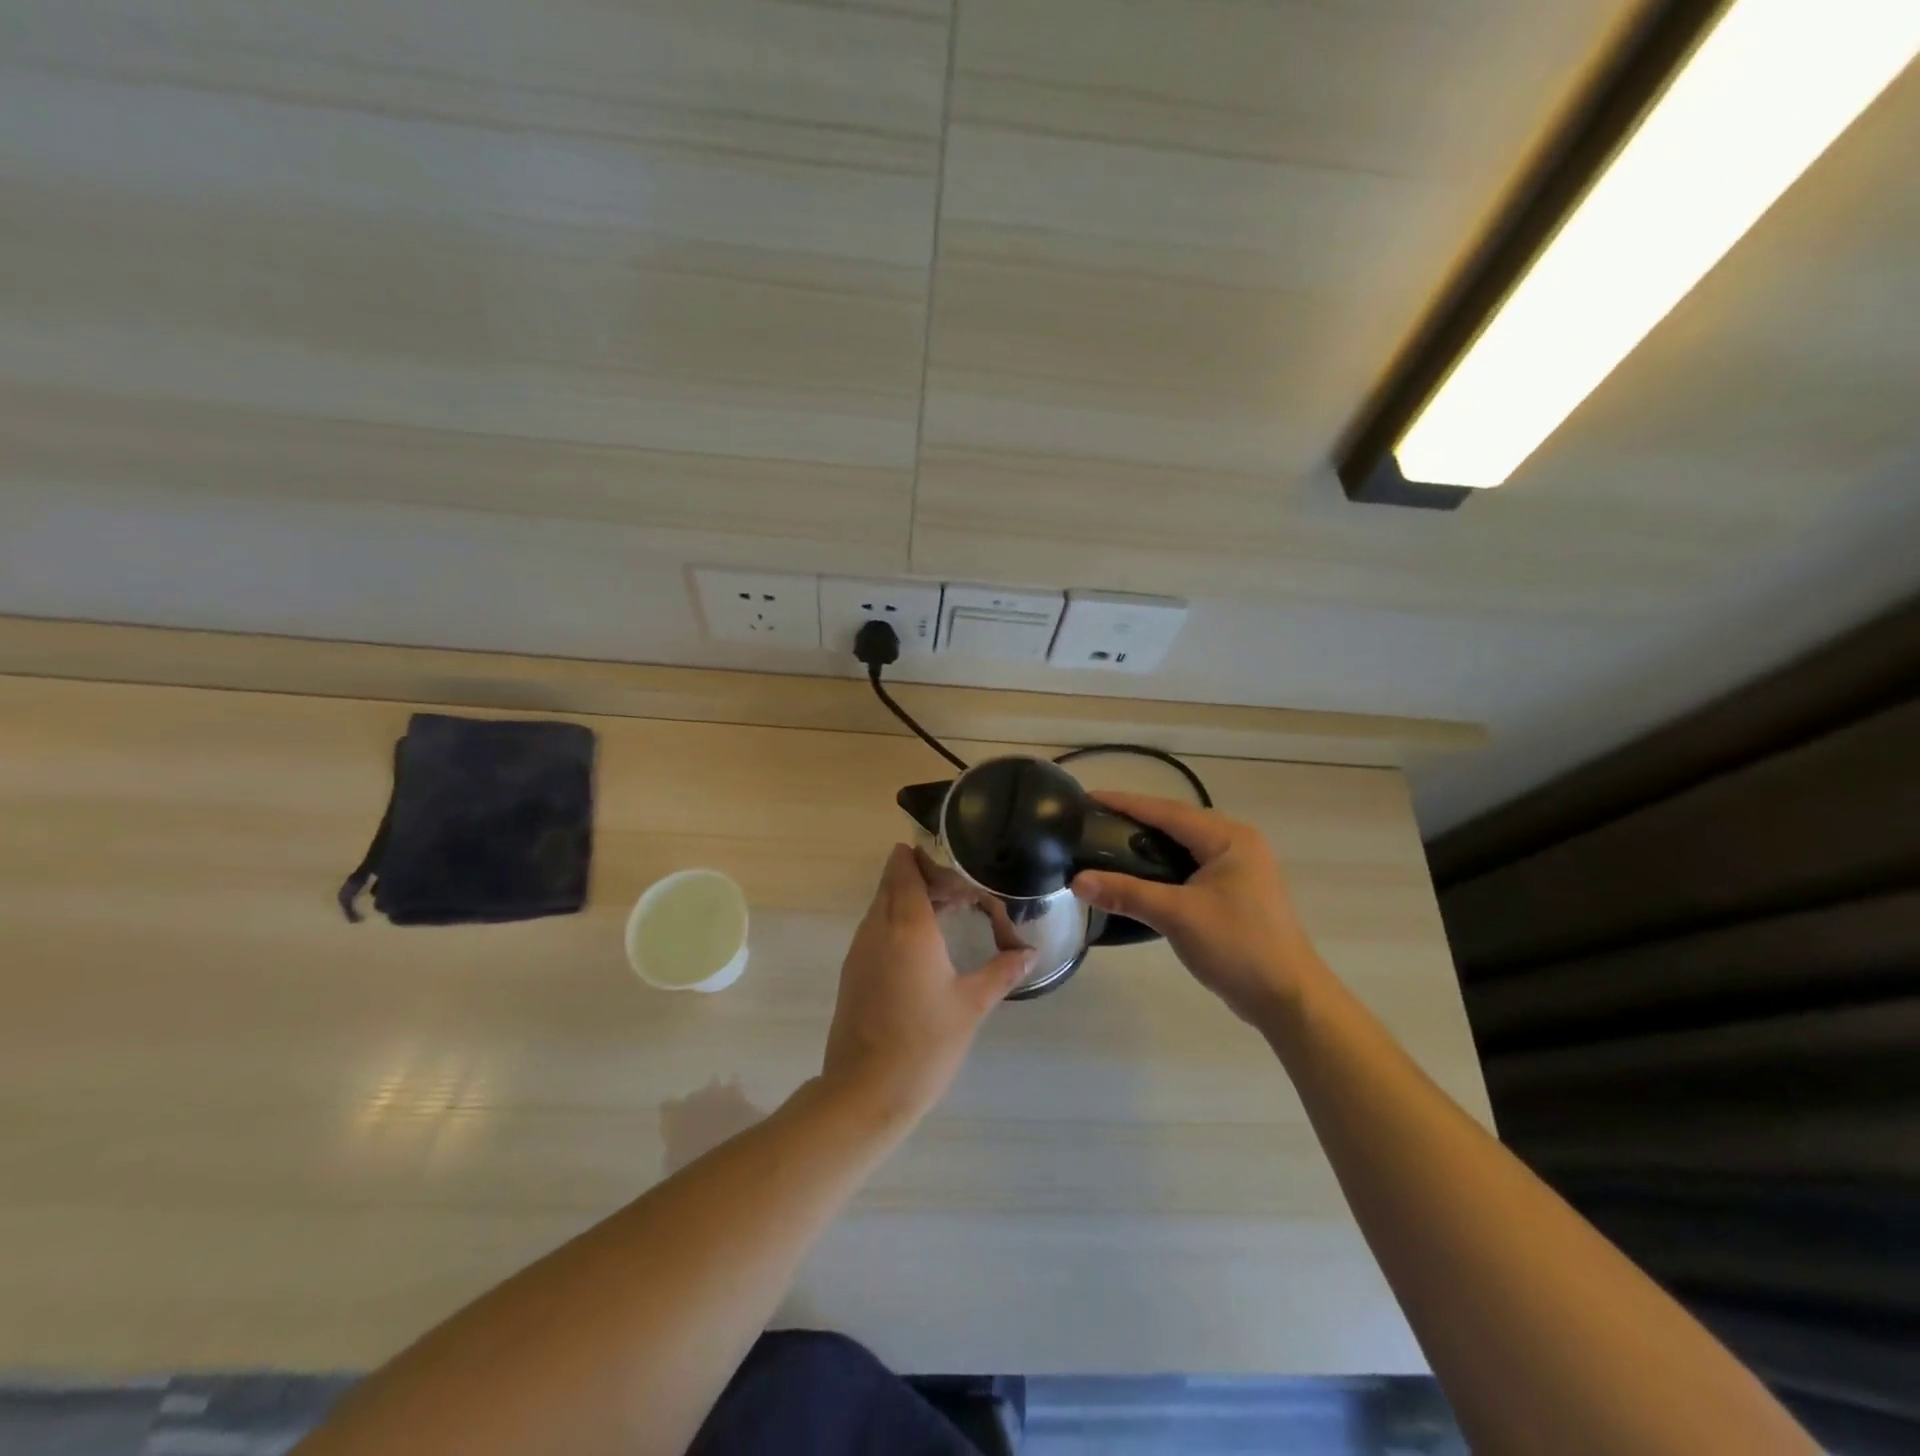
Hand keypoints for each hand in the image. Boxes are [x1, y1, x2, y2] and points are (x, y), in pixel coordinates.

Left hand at [822, 845, 1032, 1128]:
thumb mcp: (971, 1006)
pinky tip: (923, 949)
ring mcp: (860, 949)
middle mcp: (878, 928)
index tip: (956, 873)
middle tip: (960, 895)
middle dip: (923, 878)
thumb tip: (1029, 952)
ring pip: (881, 904)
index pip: (906, 870)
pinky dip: (896, 923)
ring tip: (947, 917)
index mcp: (908, 927)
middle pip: (892, 882)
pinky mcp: (853, 971)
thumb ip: (1001, 972)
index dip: (926, 861)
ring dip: (909, 900)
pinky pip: (874, 928)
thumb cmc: (924, 1044)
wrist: (865, 1092)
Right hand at [1070, 792, 1321, 1027]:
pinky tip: (1140, 873)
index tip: (1088, 797)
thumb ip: (1126, 893)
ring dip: (1149, 842)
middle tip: (1094, 820)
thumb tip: (1077, 881)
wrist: (1288, 998)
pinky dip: (1163, 864)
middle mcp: (1237, 843)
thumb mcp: (1177, 916)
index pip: (1167, 811)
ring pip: (1184, 844)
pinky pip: (1192, 864)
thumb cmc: (1237, 946)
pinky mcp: (1237, 891)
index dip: (1125, 803)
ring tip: (1109, 841)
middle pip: (1176, 822)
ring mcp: (1240, 867)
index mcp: (1229, 838)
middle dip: (1135, 818)